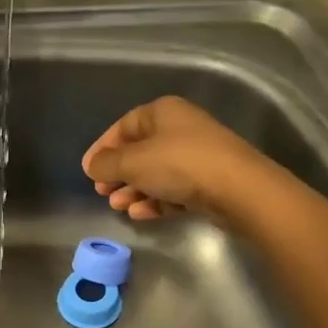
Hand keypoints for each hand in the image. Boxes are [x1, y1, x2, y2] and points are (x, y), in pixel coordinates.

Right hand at [81, 97, 267, 219]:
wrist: (239, 189)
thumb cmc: (179, 164)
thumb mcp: (133, 162)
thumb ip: (106, 164)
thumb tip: (92, 165)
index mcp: (162, 112)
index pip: (123, 127)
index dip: (102, 148)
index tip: (88, 171)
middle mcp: (180, 128)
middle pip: (140, 151)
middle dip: (119, 173)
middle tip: (103, 192)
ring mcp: (197, 155)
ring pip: (156, 172)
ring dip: (134, 190)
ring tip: (119, 207)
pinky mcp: (208, 181)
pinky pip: (174, 189)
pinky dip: (156, 200)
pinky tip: (141, 214)